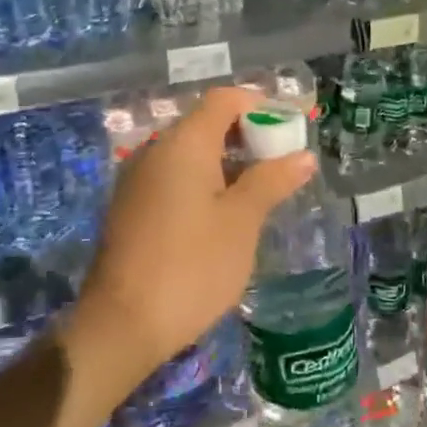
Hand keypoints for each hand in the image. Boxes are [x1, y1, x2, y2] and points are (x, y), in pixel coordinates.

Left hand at [72, 87, 315, 387]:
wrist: (123, 326)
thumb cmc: (192, 266)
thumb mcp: (241, 222)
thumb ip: (271, 181)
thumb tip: (303, 156)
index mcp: (183, 144)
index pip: (224, 100)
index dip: (260, 105)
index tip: (292, 128)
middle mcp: (156, 152)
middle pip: (206, 124)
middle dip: (248, 136)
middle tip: (284, 163)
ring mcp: (139, 181)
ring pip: (191, 154)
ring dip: (229, 162)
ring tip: (264, 190)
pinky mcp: (133, 209)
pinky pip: (175, 179)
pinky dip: (206, 183)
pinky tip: (228, 214)